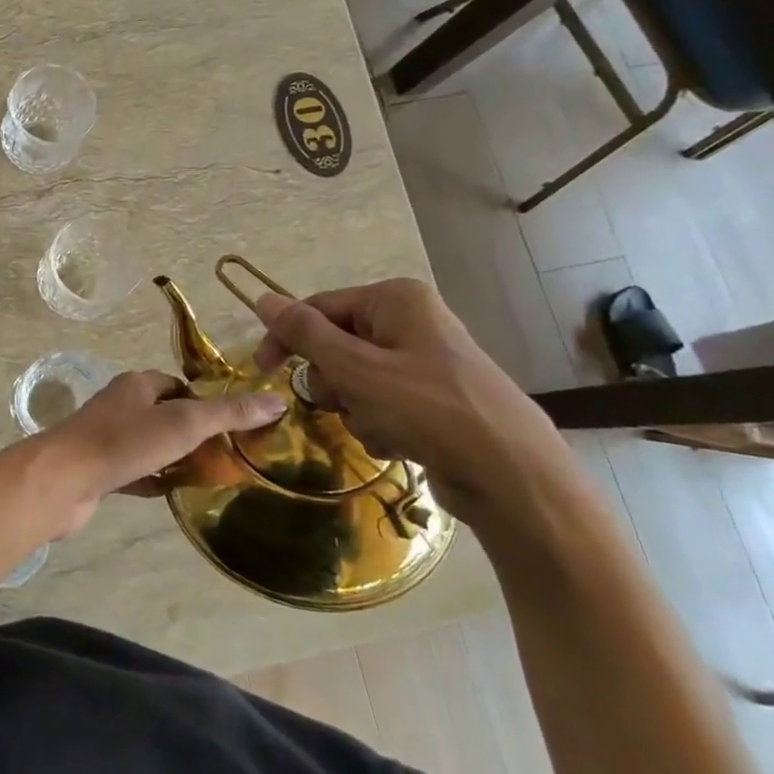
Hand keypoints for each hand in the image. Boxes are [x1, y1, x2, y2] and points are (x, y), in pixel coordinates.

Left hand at [29, 371, 288, 537]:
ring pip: (153, 446)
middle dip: (196, 433)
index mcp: (138, 385)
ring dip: (177, 458)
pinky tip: (176, 494)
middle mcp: (121, 406)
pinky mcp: (100, 470)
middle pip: (167, 415)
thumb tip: (276, 400)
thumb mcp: (184, 423)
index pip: (181, 386)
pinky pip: (137, 472)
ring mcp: (108, 439)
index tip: (238, 426)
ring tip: (213, 477)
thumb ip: (228, 413)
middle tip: (233, 457)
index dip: (209, 402)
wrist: (63, 480)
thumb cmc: (124, 442)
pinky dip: (156, 480)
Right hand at [252, 278, 574, 524]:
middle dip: (333, 381)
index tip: (263, 370)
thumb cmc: (428, 410)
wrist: (512, 476)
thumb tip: (261, 297)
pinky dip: (377, 422)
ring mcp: (423, 361)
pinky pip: (380, 402)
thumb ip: (304, 332)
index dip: (286, 338)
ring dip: (354, 407)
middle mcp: (410, 322)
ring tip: (380, 427)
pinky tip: (397, 442)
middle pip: (335, 345)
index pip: (318, 308)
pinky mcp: (431, 398)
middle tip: (348, 402)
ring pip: (354, 379)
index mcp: (395, 300)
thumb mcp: (355, 368)